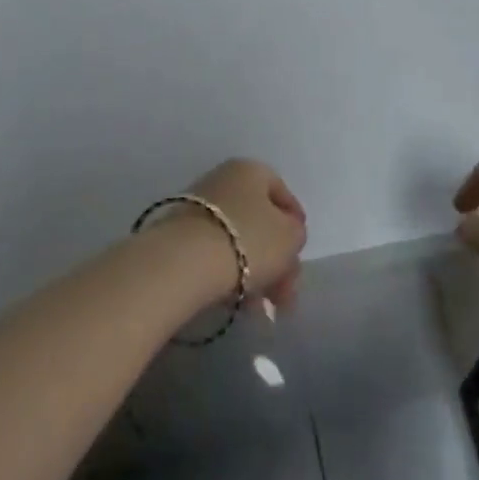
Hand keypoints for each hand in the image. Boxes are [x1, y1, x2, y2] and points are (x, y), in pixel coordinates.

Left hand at [183, 158, 307, 307]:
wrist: (185, 261)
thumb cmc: (248, 239)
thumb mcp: (290, 236)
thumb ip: (296, 233)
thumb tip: (285, 236)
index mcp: (251, 170)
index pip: (282, 193)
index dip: (296, 224)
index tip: (299, 254)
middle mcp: (223, 180)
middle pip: (260, 221)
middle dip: (277, 260)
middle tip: (285, 295)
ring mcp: (198, 207)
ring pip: (238, 241)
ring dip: (255, 273)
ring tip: (261, 309)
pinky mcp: (179, 235)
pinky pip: (215, 253)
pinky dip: (230, 275)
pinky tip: (238, 303)